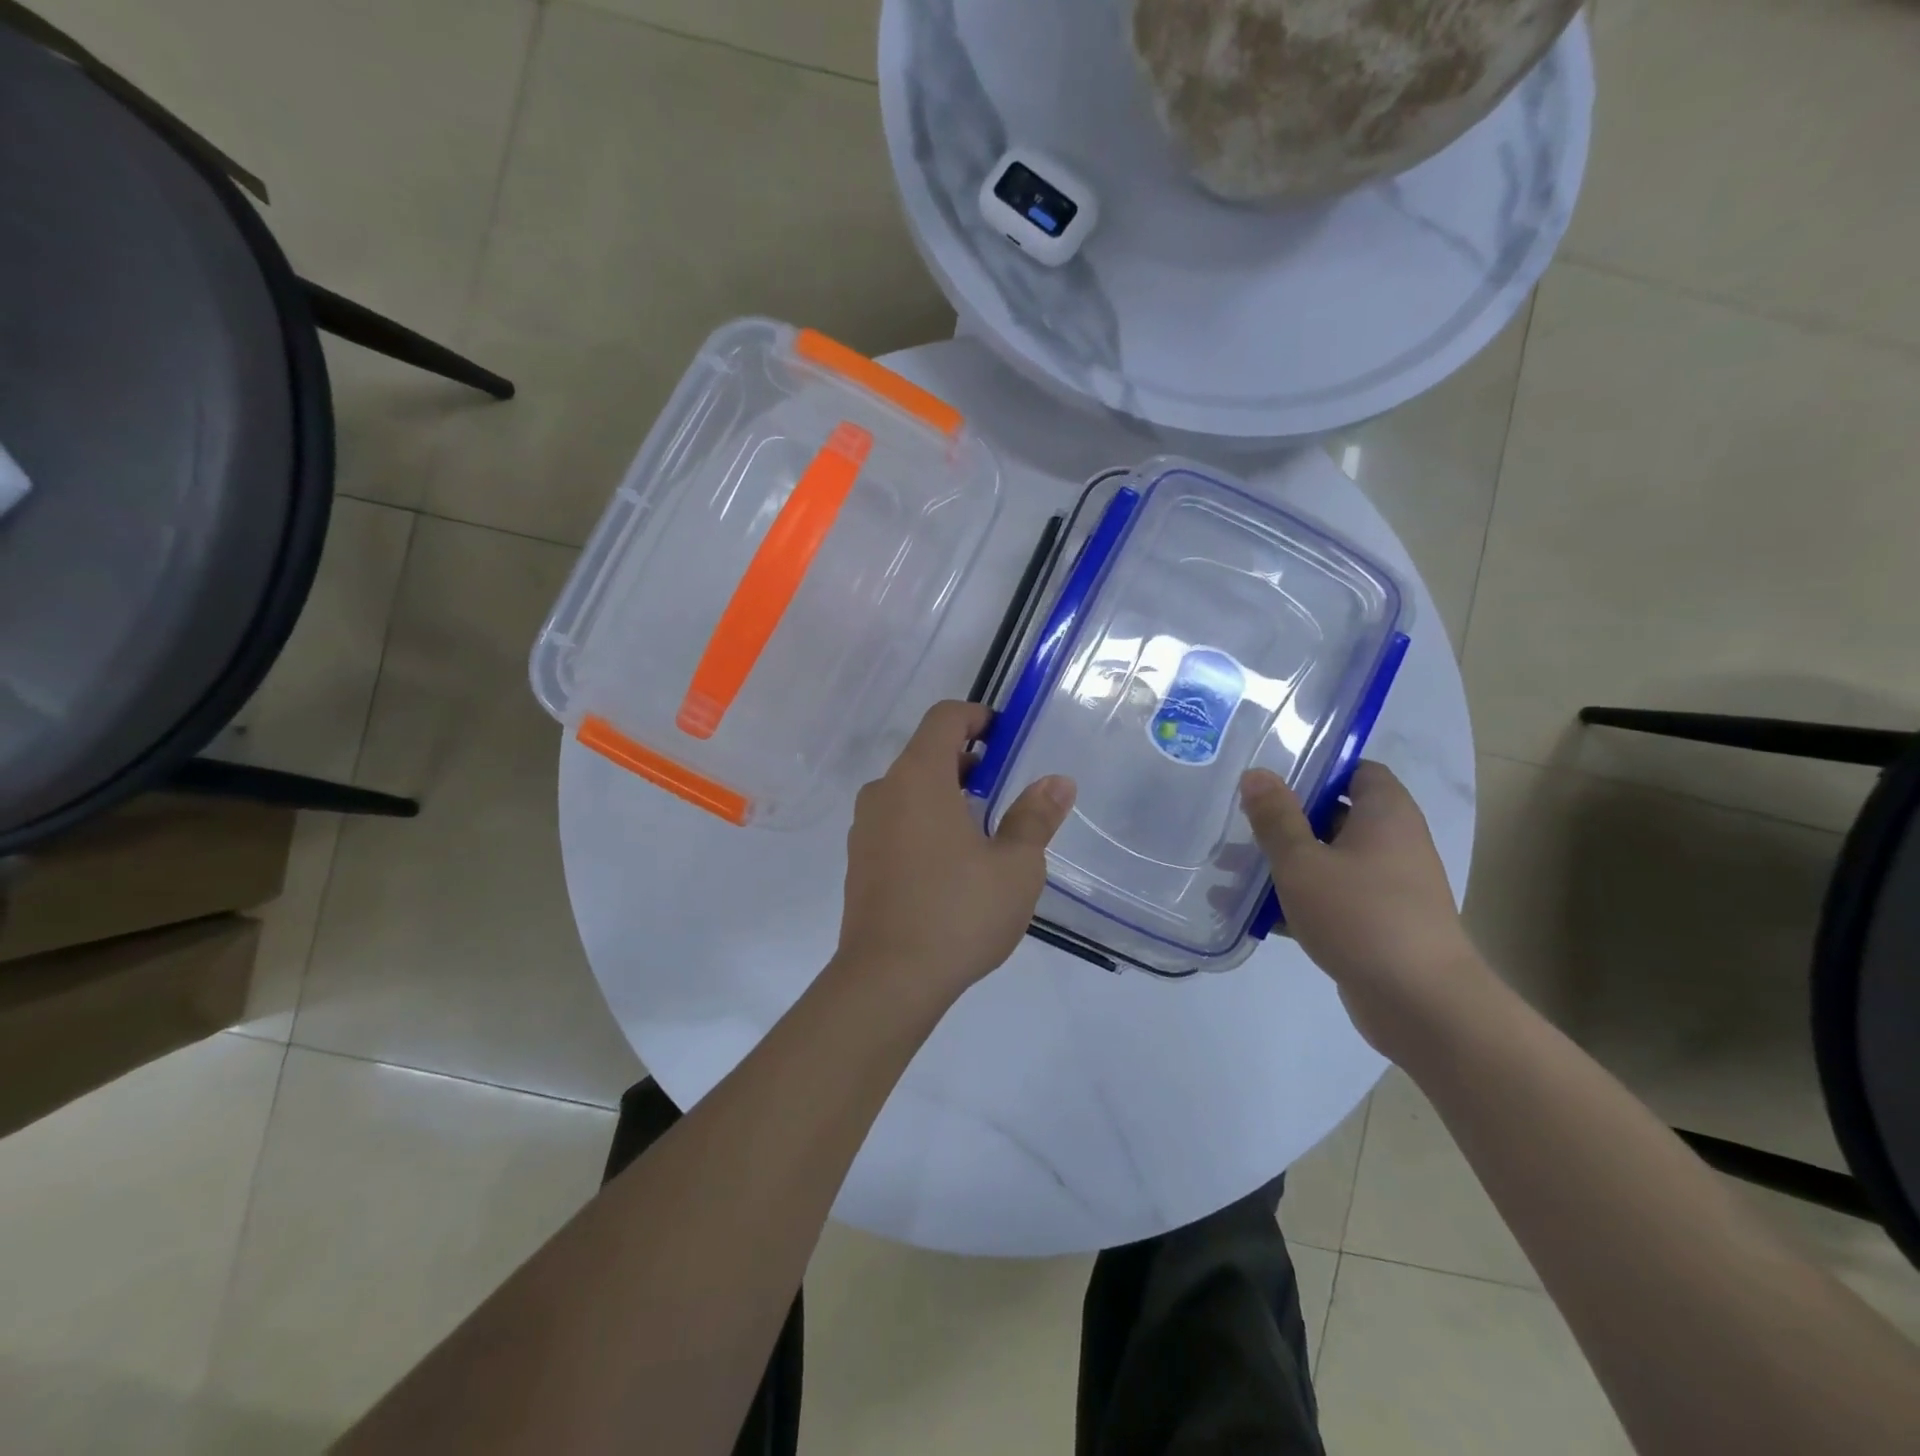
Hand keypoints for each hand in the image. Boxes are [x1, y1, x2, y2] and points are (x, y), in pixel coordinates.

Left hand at [837, 701, 1075, 1006]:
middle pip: (926, 753)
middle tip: (1003, 791)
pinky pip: (895, 822)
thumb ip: (1035, 817)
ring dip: (945, 795)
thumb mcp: (1015, 866)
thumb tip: (1057, 782)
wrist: (887, 980)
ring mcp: (865, 828)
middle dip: (967, 761)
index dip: (978, 717)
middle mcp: (883, 792)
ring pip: (909, 791)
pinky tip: (950, 867)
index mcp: (918, 778)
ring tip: (982, 834)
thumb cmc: (958, 912)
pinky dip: (924, 823)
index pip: (944, 717)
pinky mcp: (858, 861)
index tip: (1006, 739)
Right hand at [1240, 763, 1480, 1054]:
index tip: (1272, 778)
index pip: (1356, 770)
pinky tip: (1253, 913)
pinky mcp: (1379, 923)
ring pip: (1328, 860)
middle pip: (1335, 815)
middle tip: (1240, 822)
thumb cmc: (1361, 917)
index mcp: (1386, 815)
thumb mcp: (1304, 862)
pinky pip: (1332, 897)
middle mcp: (1394, 843)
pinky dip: (1298, 900)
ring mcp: (1389, 886)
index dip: (1317, 768)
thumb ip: (1276, 817)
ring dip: (1285, 864)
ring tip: (1231, 869)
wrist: (1422, 1005)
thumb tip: (1257, 773)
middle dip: (1286, 820)